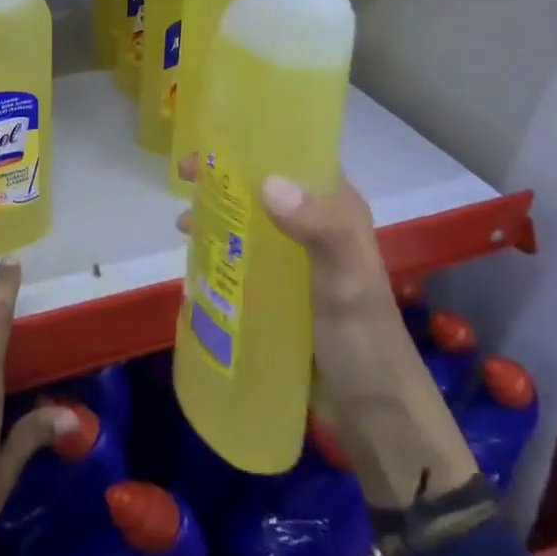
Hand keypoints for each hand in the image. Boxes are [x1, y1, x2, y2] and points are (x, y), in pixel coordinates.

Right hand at [178, 158, 477, 507]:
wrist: (374, 413)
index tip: (208, 142)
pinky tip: (193, 264)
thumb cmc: (363, 339)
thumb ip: (319, 228)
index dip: (253, 144)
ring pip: (250, 221)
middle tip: (182, 180)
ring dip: (218, 215)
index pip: (295, 157)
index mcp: (336, 209)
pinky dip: (219, 253)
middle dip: (223, 179)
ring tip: (182, 224)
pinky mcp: (282, 291)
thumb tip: (268, 182)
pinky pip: (244, 259)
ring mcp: (297, 260)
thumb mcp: (346, 280)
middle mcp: (316, 225)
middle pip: (263, 187)